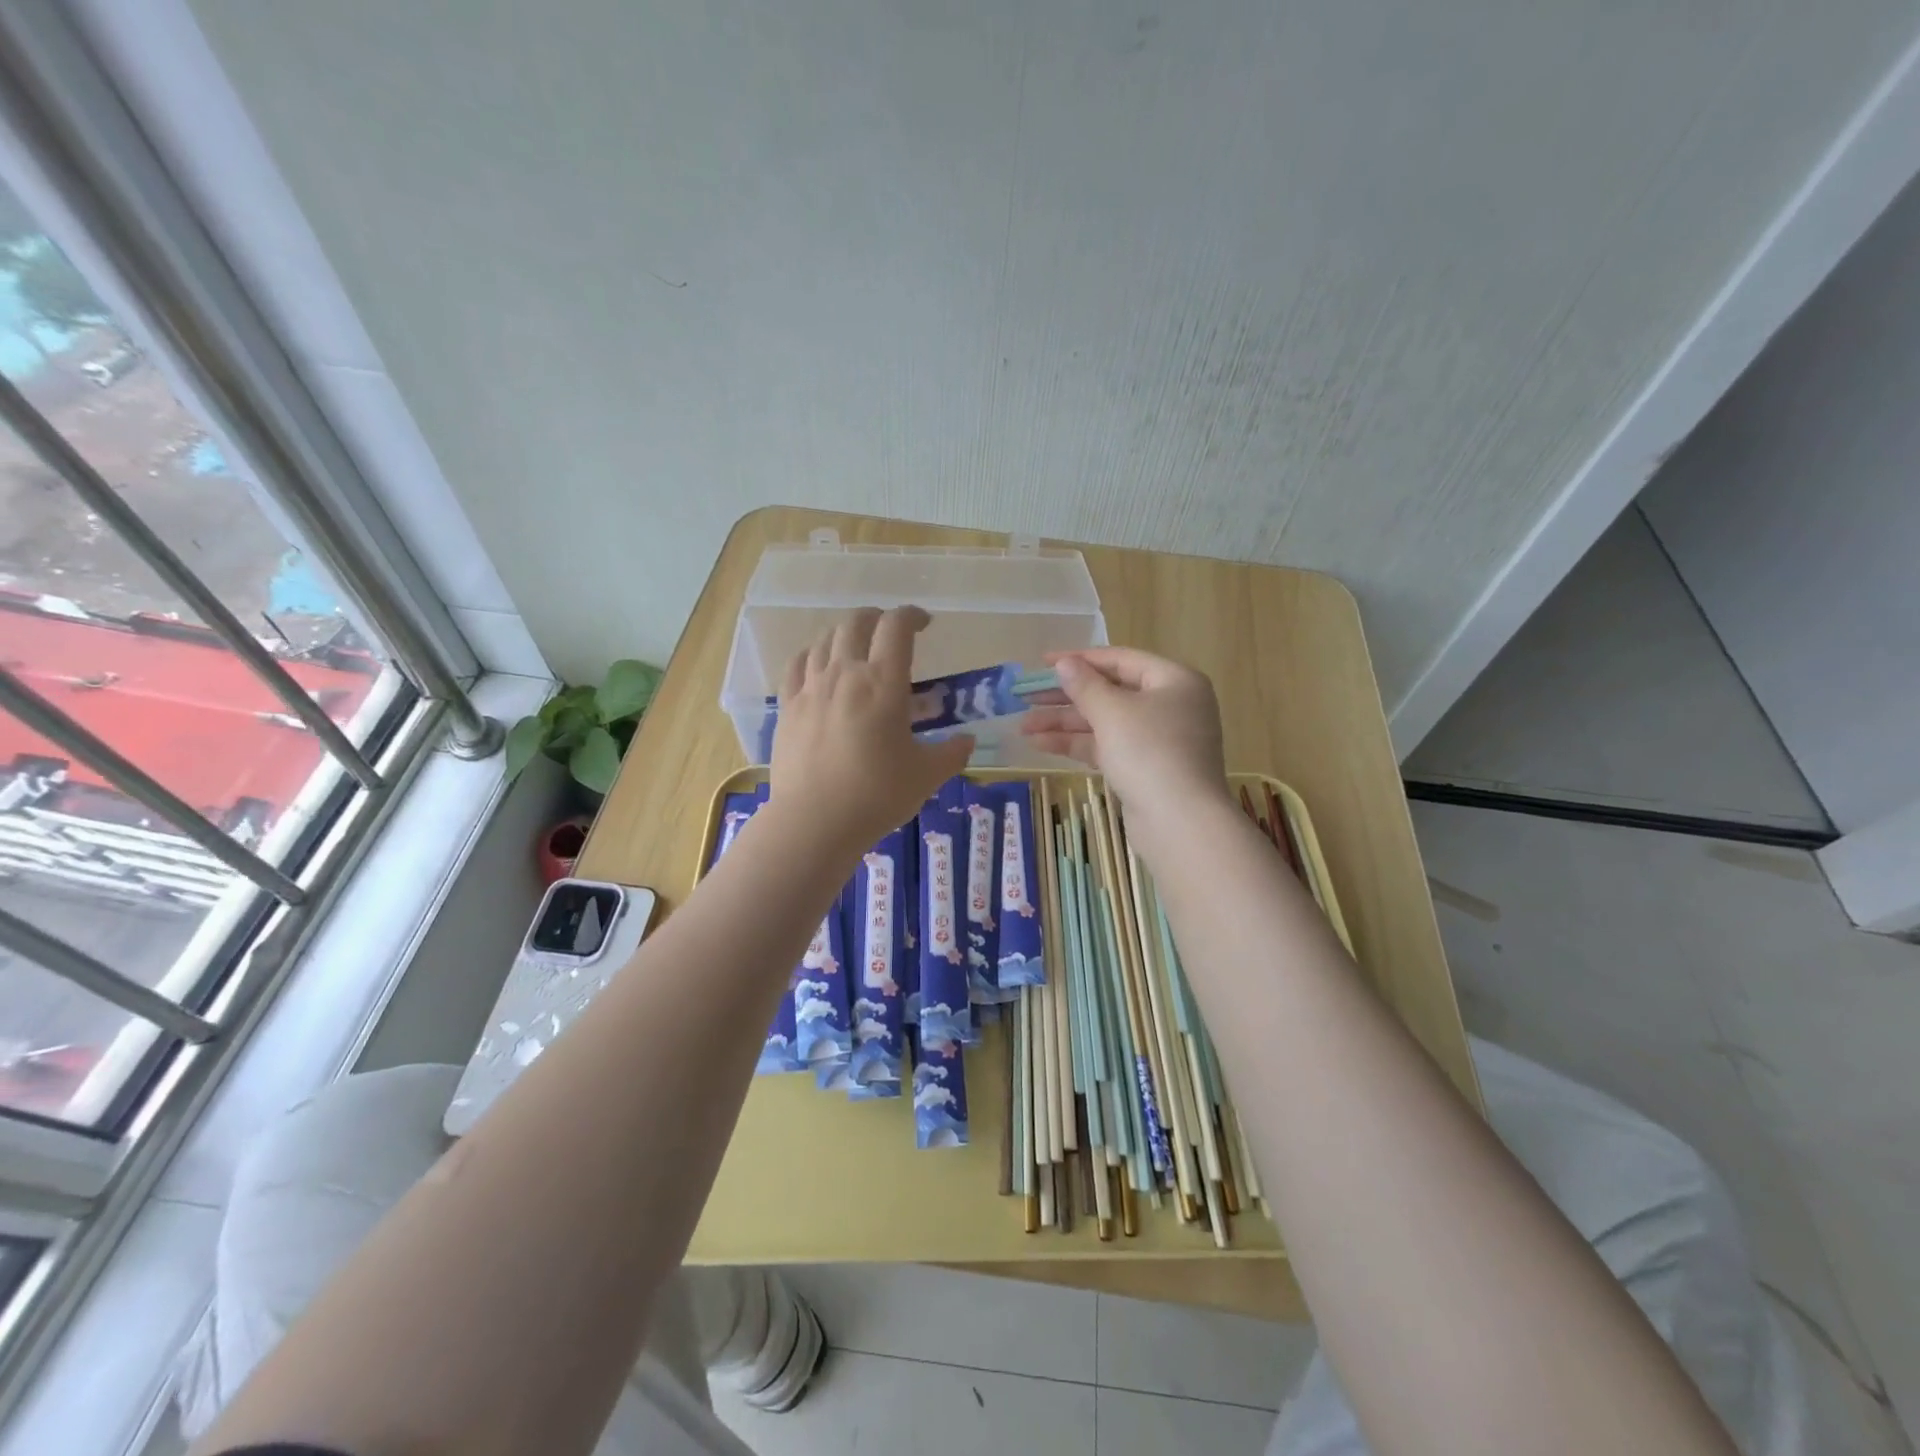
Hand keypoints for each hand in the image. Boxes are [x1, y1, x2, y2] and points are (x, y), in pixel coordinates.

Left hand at [768, 607, 973, 852]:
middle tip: (889, 631)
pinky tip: (818, 665)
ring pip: (824, 639)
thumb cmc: (877, 795)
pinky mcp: (787, 706)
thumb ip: (952, 753)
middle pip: (856, 622)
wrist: (814, 821)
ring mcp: (811, 687)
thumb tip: (967, 741)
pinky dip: (812, 654)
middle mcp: (845, 673)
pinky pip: (797, 664)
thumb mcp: (926, 776)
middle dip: (876, 618)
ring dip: (845, 634)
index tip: (924, 623)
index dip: (911, 616)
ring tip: (856, 647)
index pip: (896, 626)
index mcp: (883, 682)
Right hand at [1019, 647, 1228, 822]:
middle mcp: (1170, 705)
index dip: (1078, 659)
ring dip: (1064, 723)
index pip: (1119, 660)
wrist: (1180, 823)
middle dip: (1066, 696)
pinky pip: (1107, 746)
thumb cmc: (1149, 752)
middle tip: (1025, 696)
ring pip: (1105, 722)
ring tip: (1023, 727)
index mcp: (1174, 680)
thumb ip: (1084, 685)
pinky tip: (1041, 745)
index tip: (1041, 663)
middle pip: (1110, 691)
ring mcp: (1158, 740)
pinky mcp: (1145, 769)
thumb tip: (1064, 663)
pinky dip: (1077, 744)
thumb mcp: (1112, 712)